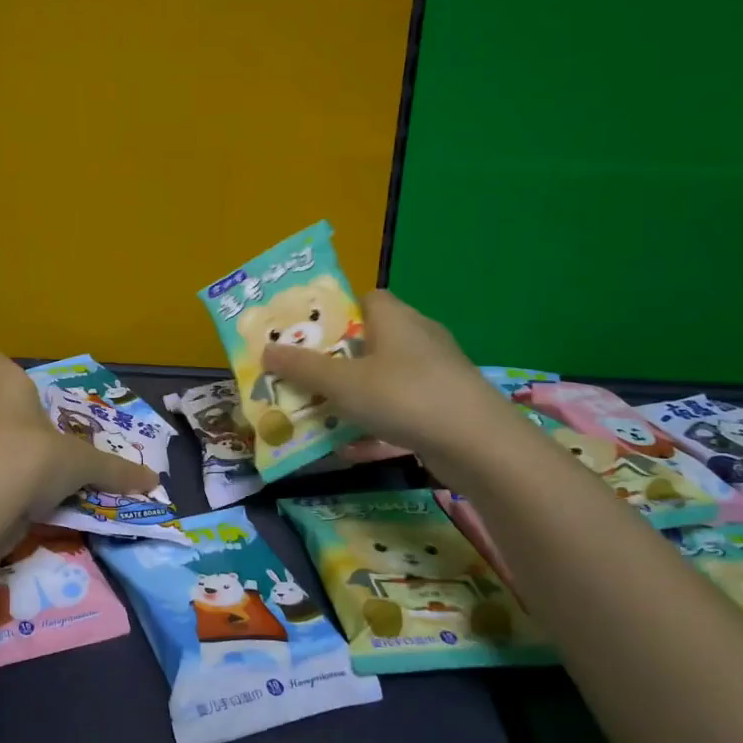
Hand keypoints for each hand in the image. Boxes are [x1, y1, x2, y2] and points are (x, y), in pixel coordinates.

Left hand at [0, 349, 157, 530]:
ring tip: (44, 471)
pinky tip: (27, 500)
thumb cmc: (30, 461)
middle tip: (49, 433)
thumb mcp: (82, 465)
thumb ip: (114, 470)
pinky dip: (3, 483)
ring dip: (12, 453)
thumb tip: (152, 481)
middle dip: (19, 418)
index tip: (11, 372)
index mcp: (6, 389)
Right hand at [259, 289, 504, 463]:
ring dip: (355, 392)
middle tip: (305, 376)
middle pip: (370, 338)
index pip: (364, 298)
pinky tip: (354, 444)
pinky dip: (378, 419)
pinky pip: (401, 404)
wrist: (478, 444)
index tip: (307, 336)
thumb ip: (302, 368)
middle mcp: (418, 336)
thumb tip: (265, 351)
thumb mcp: (342, 383)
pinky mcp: (446, 403)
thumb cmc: (403, 397)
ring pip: (384, 375)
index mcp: (394, 317)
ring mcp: (436, 371)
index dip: (335, 312)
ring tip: (321, 410)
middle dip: (338, 358)